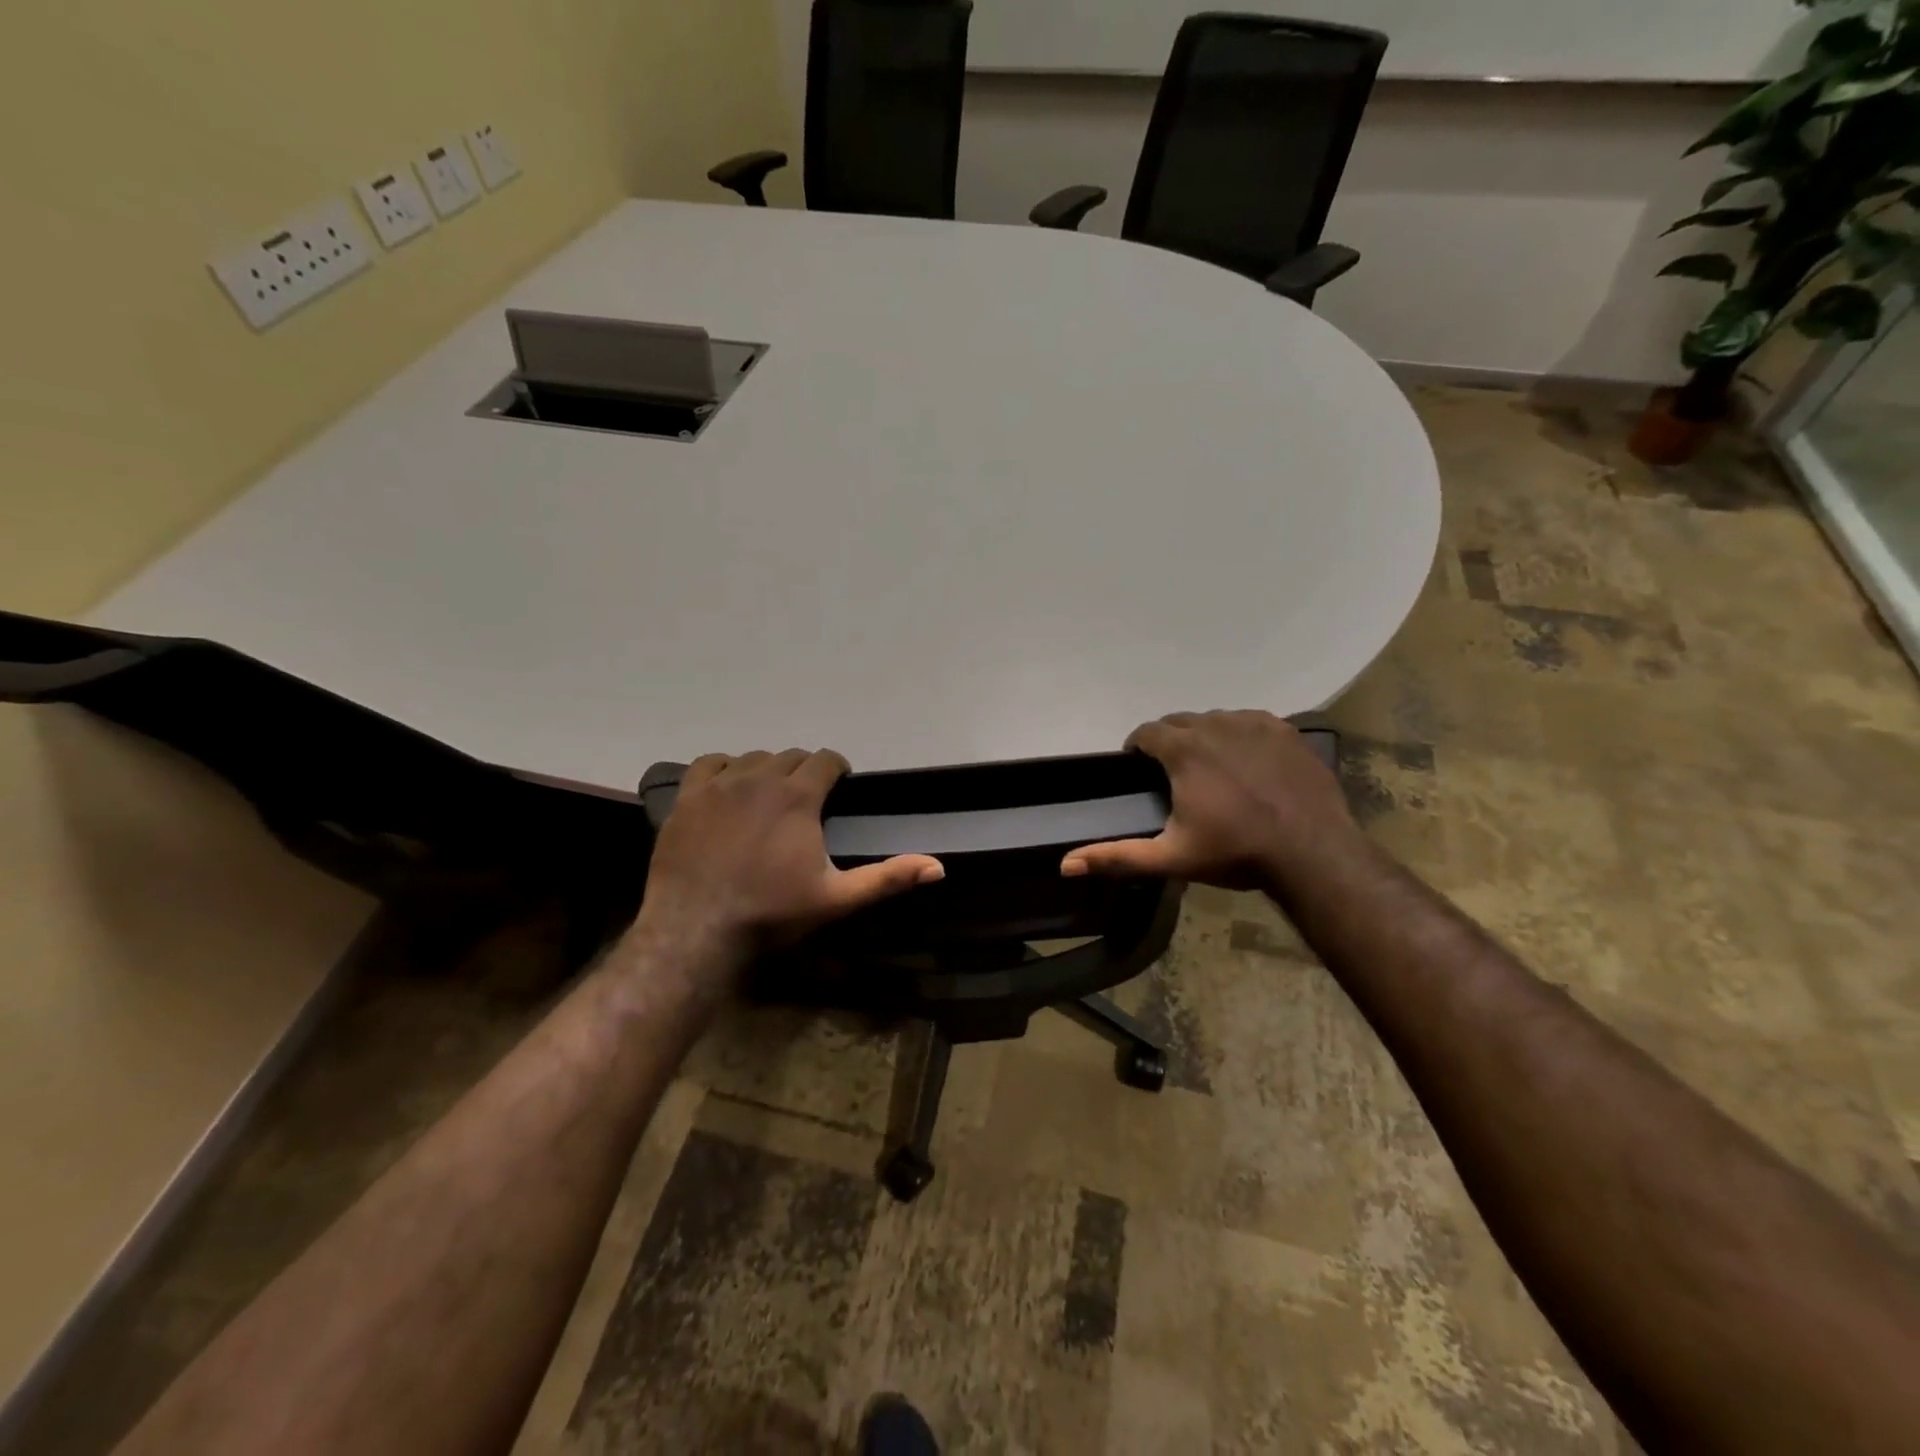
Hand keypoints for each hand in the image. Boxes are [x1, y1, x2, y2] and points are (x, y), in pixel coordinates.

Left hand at [636, 749, 942, 962]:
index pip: (826, 759)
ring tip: (769, 797)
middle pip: (791, 756)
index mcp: (798, 796)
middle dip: (804, 772)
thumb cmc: (771, 913)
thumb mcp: (837, 898)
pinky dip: (725, 770)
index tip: (839, 788)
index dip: (837, 770)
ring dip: (767, 770)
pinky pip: (710, 763)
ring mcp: (720, 785)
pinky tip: (728, 790)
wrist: (696, 929)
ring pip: (753, 758)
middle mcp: (760, 778)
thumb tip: (939, 867)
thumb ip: (887, 878)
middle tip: (806, 802)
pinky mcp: (689, 797)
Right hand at [1061, 710, 1357, 889]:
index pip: (1146, 732)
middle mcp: (1215, 725)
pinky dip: (1240, 737)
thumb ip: (1117, 857)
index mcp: (1184, 750)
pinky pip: (1250, 723)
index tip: (1140, 769)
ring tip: (1212, 771)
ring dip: (1205, 737)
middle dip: (1170, 742)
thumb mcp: (1171, 858)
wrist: (1312, 852)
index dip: (1138, 748)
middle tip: (1175, 776)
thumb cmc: (1236, 852)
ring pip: (1215, 720)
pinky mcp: (1285, 731)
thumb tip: (1065, 864)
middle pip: (1180, 722)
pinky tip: (1248, 765)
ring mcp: (1254, 724)